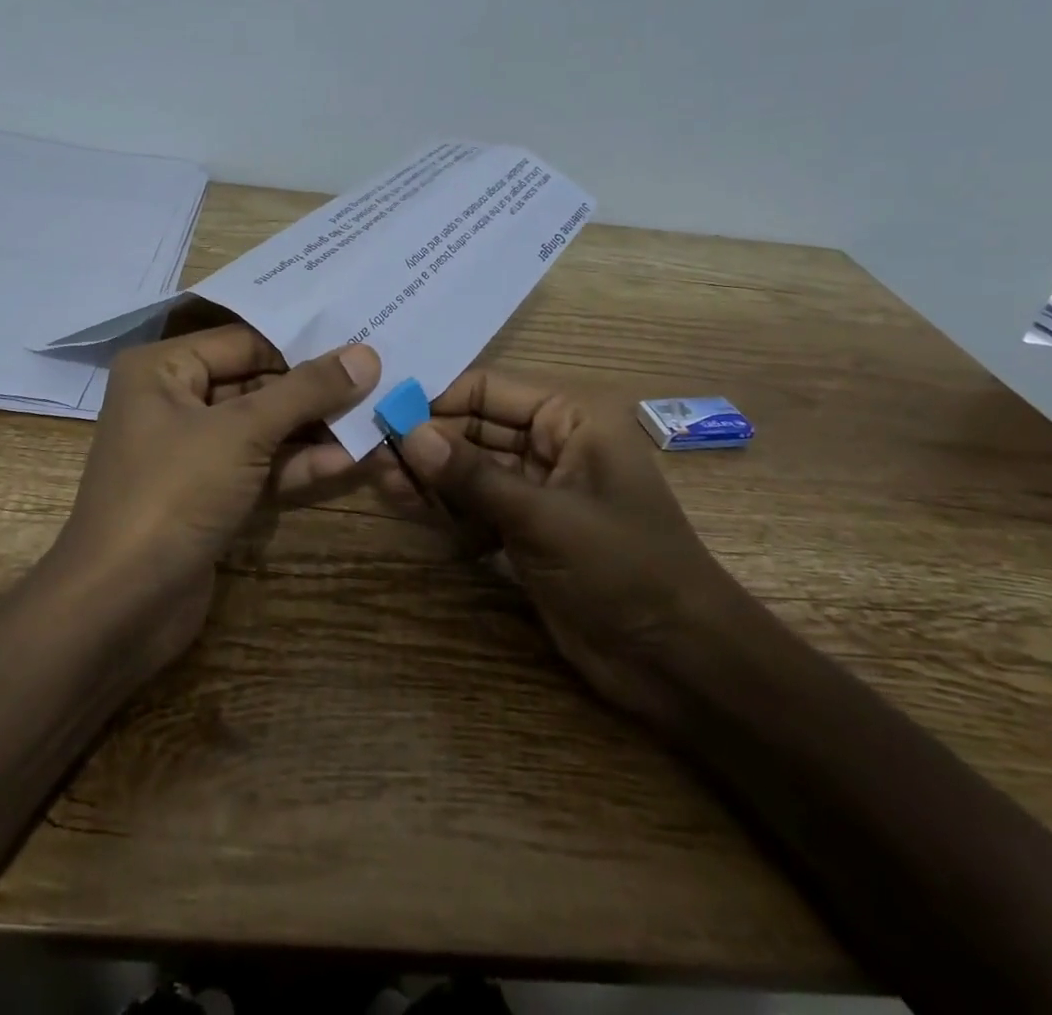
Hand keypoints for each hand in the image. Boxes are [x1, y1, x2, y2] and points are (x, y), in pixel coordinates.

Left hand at [49, 324, 379, 671]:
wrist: (120, 608)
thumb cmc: (173, 495)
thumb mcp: (242, 432)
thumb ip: (306, 391)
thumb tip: (365, 354)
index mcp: (162, 370)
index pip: (246, 342)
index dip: (304, 345)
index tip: (363, 346)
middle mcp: (174, 402)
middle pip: (257, 384)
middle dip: (315, 392)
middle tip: (379, 384)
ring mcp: (191, 453)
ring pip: (262, 428)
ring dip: (315, 430)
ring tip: (376, 422)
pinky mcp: (209, 495)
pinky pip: (258, 467)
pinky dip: (298, 465)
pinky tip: (350, 460)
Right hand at [394, 370, 755, 716]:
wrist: (678, 661)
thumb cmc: (624, 568)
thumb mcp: (545, 517)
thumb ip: (474, 476)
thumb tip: (408, 433)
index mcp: (571, 419)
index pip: (490, 389)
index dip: (437, 398)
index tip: (383, 410)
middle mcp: (552, 445)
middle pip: (475, 428)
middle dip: (428, 440)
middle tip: (373, 453)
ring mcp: (538, 490)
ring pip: (471, 469)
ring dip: (431, 475)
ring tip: (383, 482)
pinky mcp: (527, 531)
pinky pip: (477, 506)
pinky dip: (447, 509)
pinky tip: (411, 510)